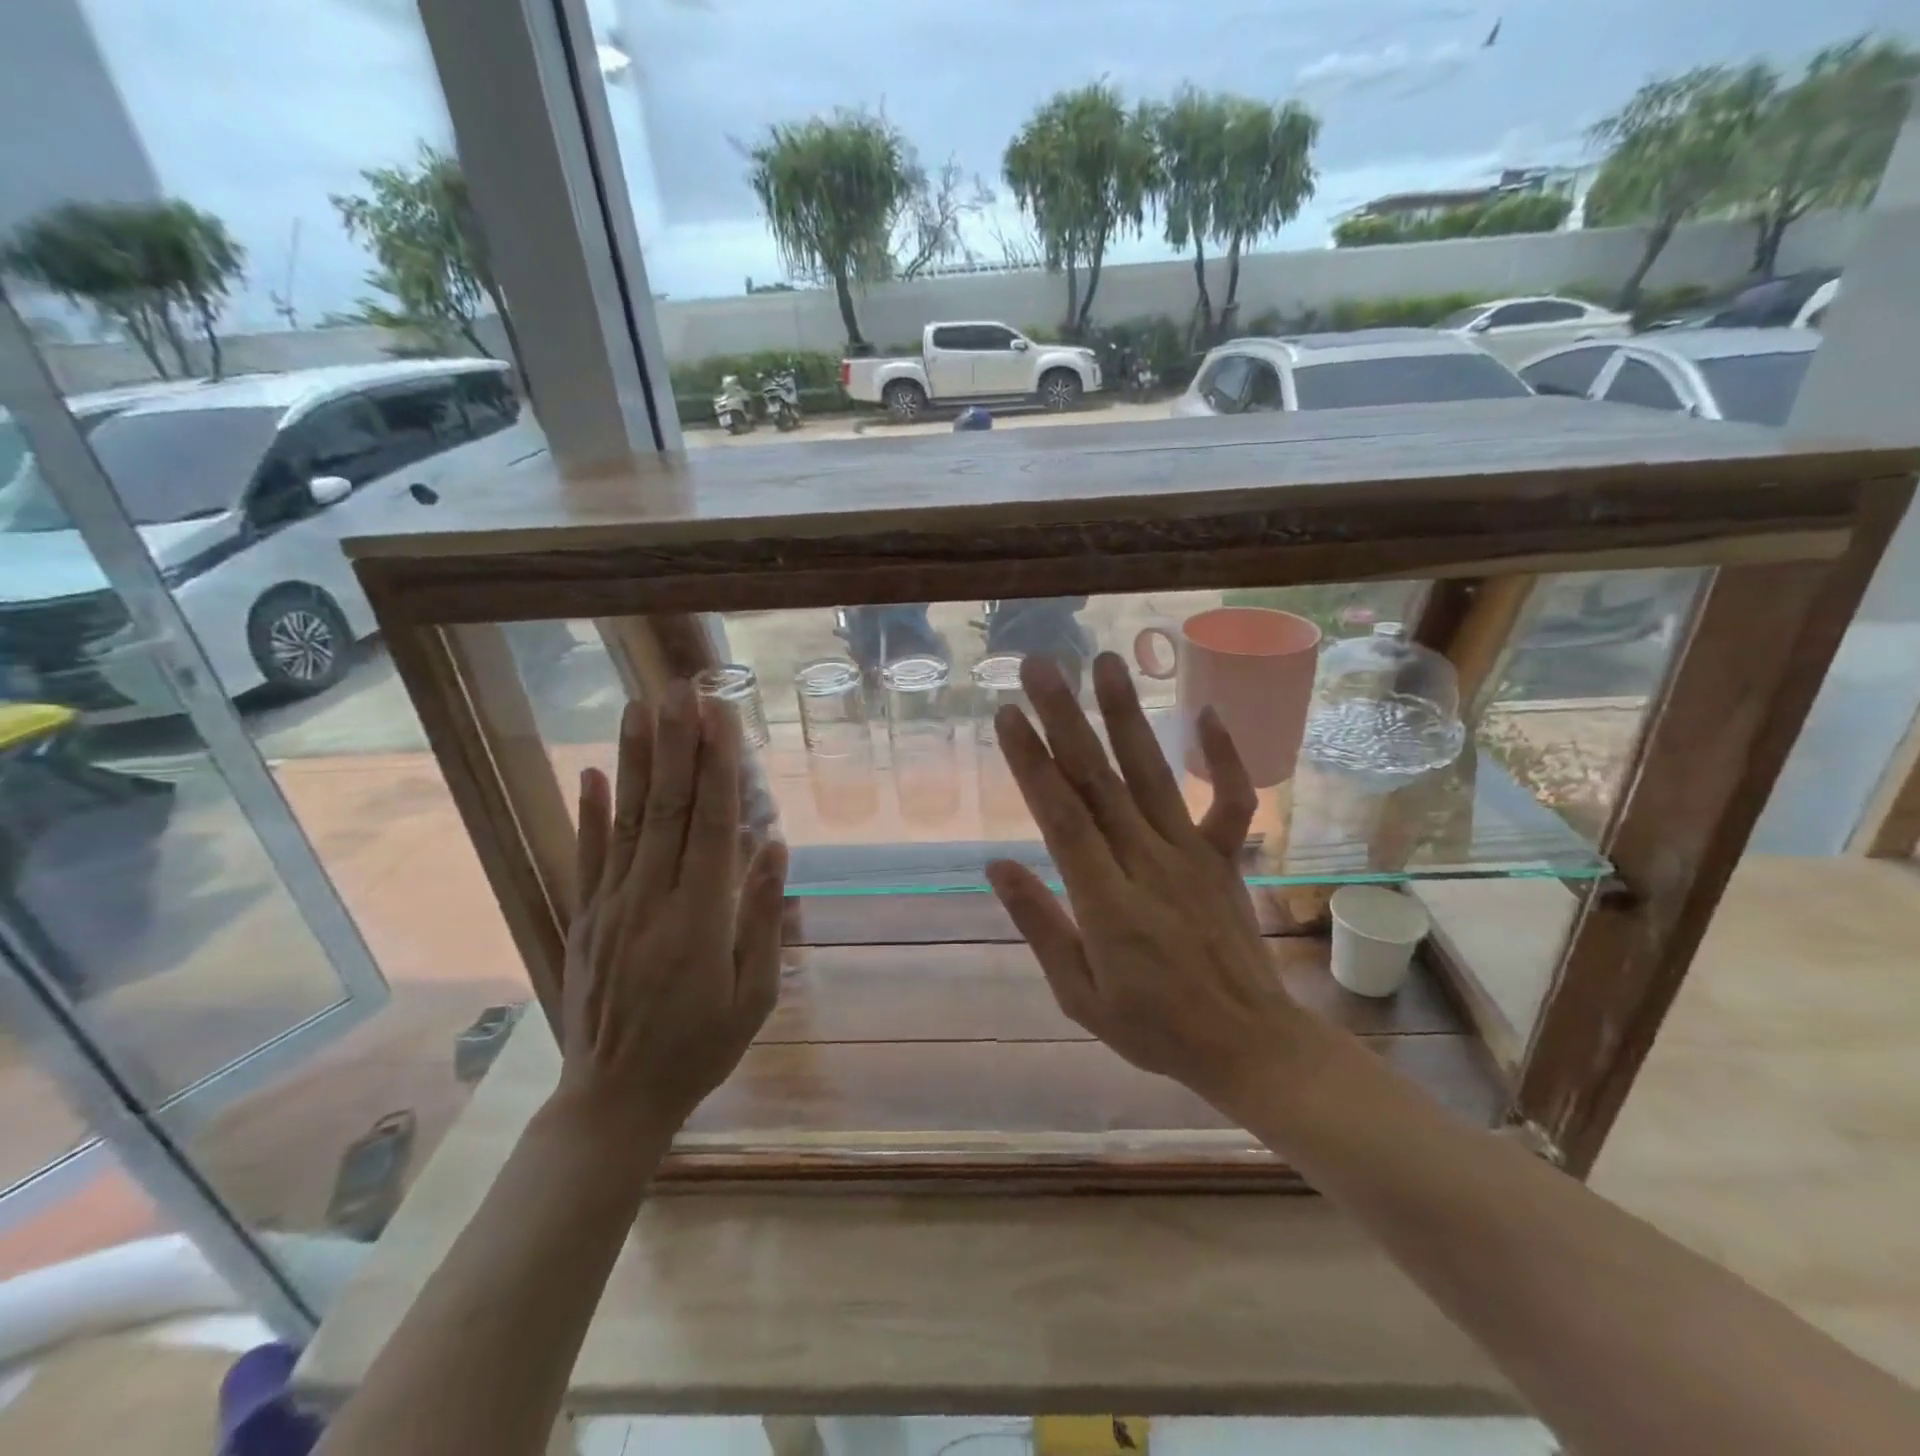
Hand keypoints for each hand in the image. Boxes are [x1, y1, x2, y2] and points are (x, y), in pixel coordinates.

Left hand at [556, 683, 787, 1136]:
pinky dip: (588, 812)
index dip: (718, 766)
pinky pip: (586, 857)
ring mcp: (610, 907)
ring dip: (634, 761)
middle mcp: (651, 900)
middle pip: (666, 808)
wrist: (615, 1100)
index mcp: (699, 919)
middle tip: (681, 690)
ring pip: (625, 821)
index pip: (711, 824)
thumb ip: (764, 917)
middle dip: (676, 744)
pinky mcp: (583, 920)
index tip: (721, 716)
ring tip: (640, 709)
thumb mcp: (754, 994)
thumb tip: (775, 846)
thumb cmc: (700, 1048)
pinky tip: (589, 772)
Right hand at [986, 653, 1324, 1109]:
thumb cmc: (1154, 1028)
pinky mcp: (1224, 858)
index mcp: (1106, 902)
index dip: (1032, 763)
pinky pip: (1230, 800)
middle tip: (1041, 667)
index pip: (1061, 817)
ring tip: (1108, 663)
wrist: (1249, 1045)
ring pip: (1153, 775)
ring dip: (1128, 716)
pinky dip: (1224, 756)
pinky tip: (1207, 712)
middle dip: (1066, 719)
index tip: (1009, 715)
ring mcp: (1192, 855)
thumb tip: (996, 865)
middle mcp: (1148, 864)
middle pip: (1099, 781)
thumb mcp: (1080, 994)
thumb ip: (1040, 925)